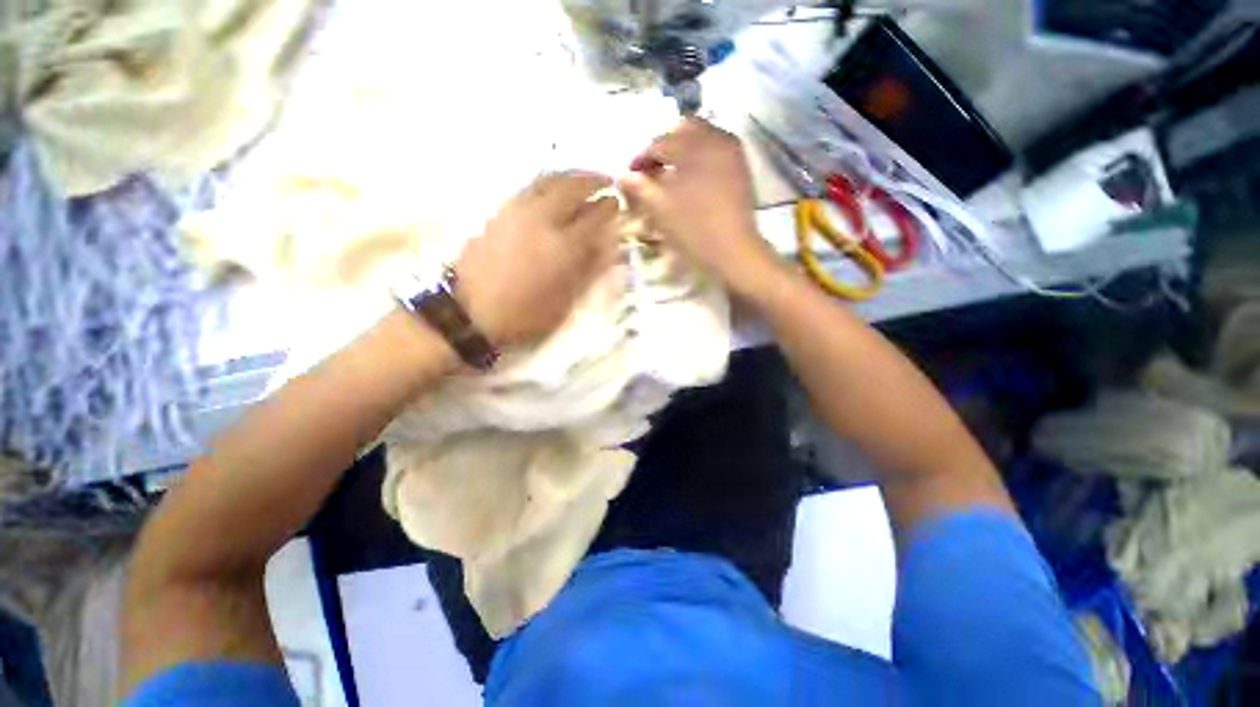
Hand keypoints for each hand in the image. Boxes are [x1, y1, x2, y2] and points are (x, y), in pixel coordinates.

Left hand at [456, 171, 620, 347]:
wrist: (470, 312)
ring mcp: (517, 211)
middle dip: (593, 179)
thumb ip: (589, 269)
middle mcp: (542, 219)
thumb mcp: (566, 301)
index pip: (595, 216)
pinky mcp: (499, 211)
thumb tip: (609, 245)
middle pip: (572, 186)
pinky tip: (553, 190)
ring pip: (548, 180)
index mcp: (563, 246)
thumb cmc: (525, 315)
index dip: (609, 208)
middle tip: (606, 180)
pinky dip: (548, 182)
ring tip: (582, 179)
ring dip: (570, 175)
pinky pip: (530, 187)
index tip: (618, 203)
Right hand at [621, 117, 780, 292]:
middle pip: (683, 128)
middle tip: (652, 168)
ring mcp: (731, 151)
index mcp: (692, 146)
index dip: (641, 157)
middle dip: (664, 144)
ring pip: (703, 134)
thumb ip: (639, 187)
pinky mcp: (741, 166)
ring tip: (671, 172)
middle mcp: (714, 138)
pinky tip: (692, 175)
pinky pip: (717, 147)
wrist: (733, 249)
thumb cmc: (693, 229)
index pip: (659, 143)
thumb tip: (622, 175)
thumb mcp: (660, 209)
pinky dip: (701, 154)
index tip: (630, 174)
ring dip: (683, 147)